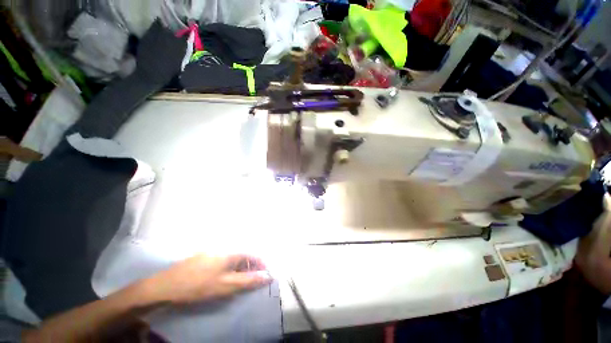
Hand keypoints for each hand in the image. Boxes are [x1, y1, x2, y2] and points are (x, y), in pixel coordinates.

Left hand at [142, 254, 271, 305]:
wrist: (166, 285)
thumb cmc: (199, 286)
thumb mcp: (226, 286)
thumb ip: (249, 281)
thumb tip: (268, 276)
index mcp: (232, 251)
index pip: (254, 255)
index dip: (262, 265)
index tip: (266, 275)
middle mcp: (225, 246)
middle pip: (245, 255)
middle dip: (251, 267)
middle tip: (251, 281)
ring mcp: (214, 250)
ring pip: (234, 257)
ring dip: (240, 268)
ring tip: (238, 280)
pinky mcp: (206, 255)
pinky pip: (224, 258)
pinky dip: (229, 267)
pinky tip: (223, 276)